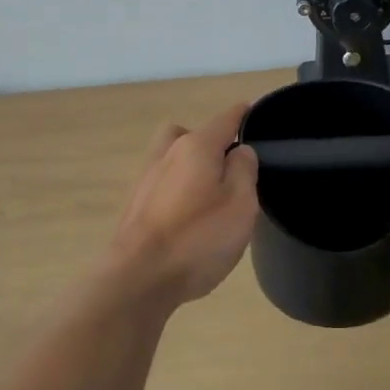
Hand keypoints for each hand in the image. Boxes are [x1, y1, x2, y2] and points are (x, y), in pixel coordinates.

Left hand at [106, 103, 259, 306]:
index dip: (243, 115)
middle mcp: (166, 153)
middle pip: (190, 134)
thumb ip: (245, 170)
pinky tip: (187, 218)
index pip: (226, 119)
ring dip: (190, 168)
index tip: (254, 113)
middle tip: (228, 168)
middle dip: (209, 142)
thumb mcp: (240, 203)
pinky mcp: (135, 206)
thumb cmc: (197, 238)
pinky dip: (177, 191)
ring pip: (172, 159)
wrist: (137, 277)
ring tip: (210, 197)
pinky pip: (162, 185)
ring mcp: (146, 179)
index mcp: (196, 146)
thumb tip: (240, 151)